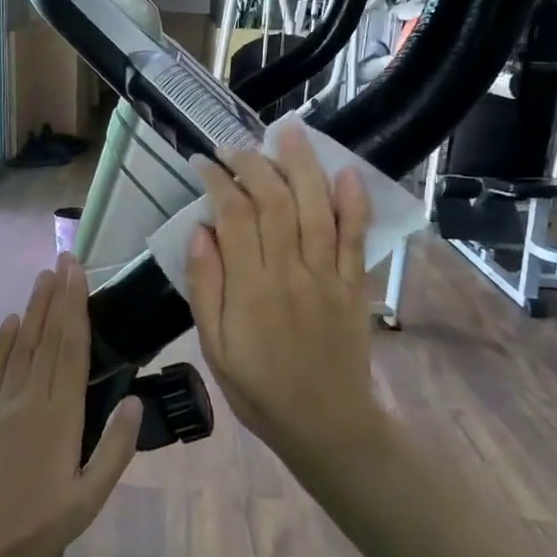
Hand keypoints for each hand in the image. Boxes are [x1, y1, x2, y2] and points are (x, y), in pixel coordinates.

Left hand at [0, 255, 141, 556]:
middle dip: (57, 296)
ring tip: (44, 277)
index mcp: (59, 416)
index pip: (71, 348)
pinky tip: (11, 322)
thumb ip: (115, 449)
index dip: (75, 307)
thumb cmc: (35, 525)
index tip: (78, 272)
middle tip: (64, 258)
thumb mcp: (88, 498)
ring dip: (33, 309)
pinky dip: (3, 341)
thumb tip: (135, 401)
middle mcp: (28, 398)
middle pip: (45, 337)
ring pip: (20, 345)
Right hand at [186, 122, 393, 473]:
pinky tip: (346, 173)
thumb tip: (199, 230)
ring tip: (290, 132)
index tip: (203, 162)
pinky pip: (356, 238)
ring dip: (303, 166)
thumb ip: (206, 288)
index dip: (219, 180)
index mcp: (251, 289)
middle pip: (276, 201)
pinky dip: (353, 203)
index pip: (234, 215)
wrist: (326, 423)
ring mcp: (328, 277)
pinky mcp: (354, 286)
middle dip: (254, 164)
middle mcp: (291, 273)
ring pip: (317, 208)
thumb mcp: (214, 348)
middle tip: (236, 146)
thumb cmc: (259, 389)